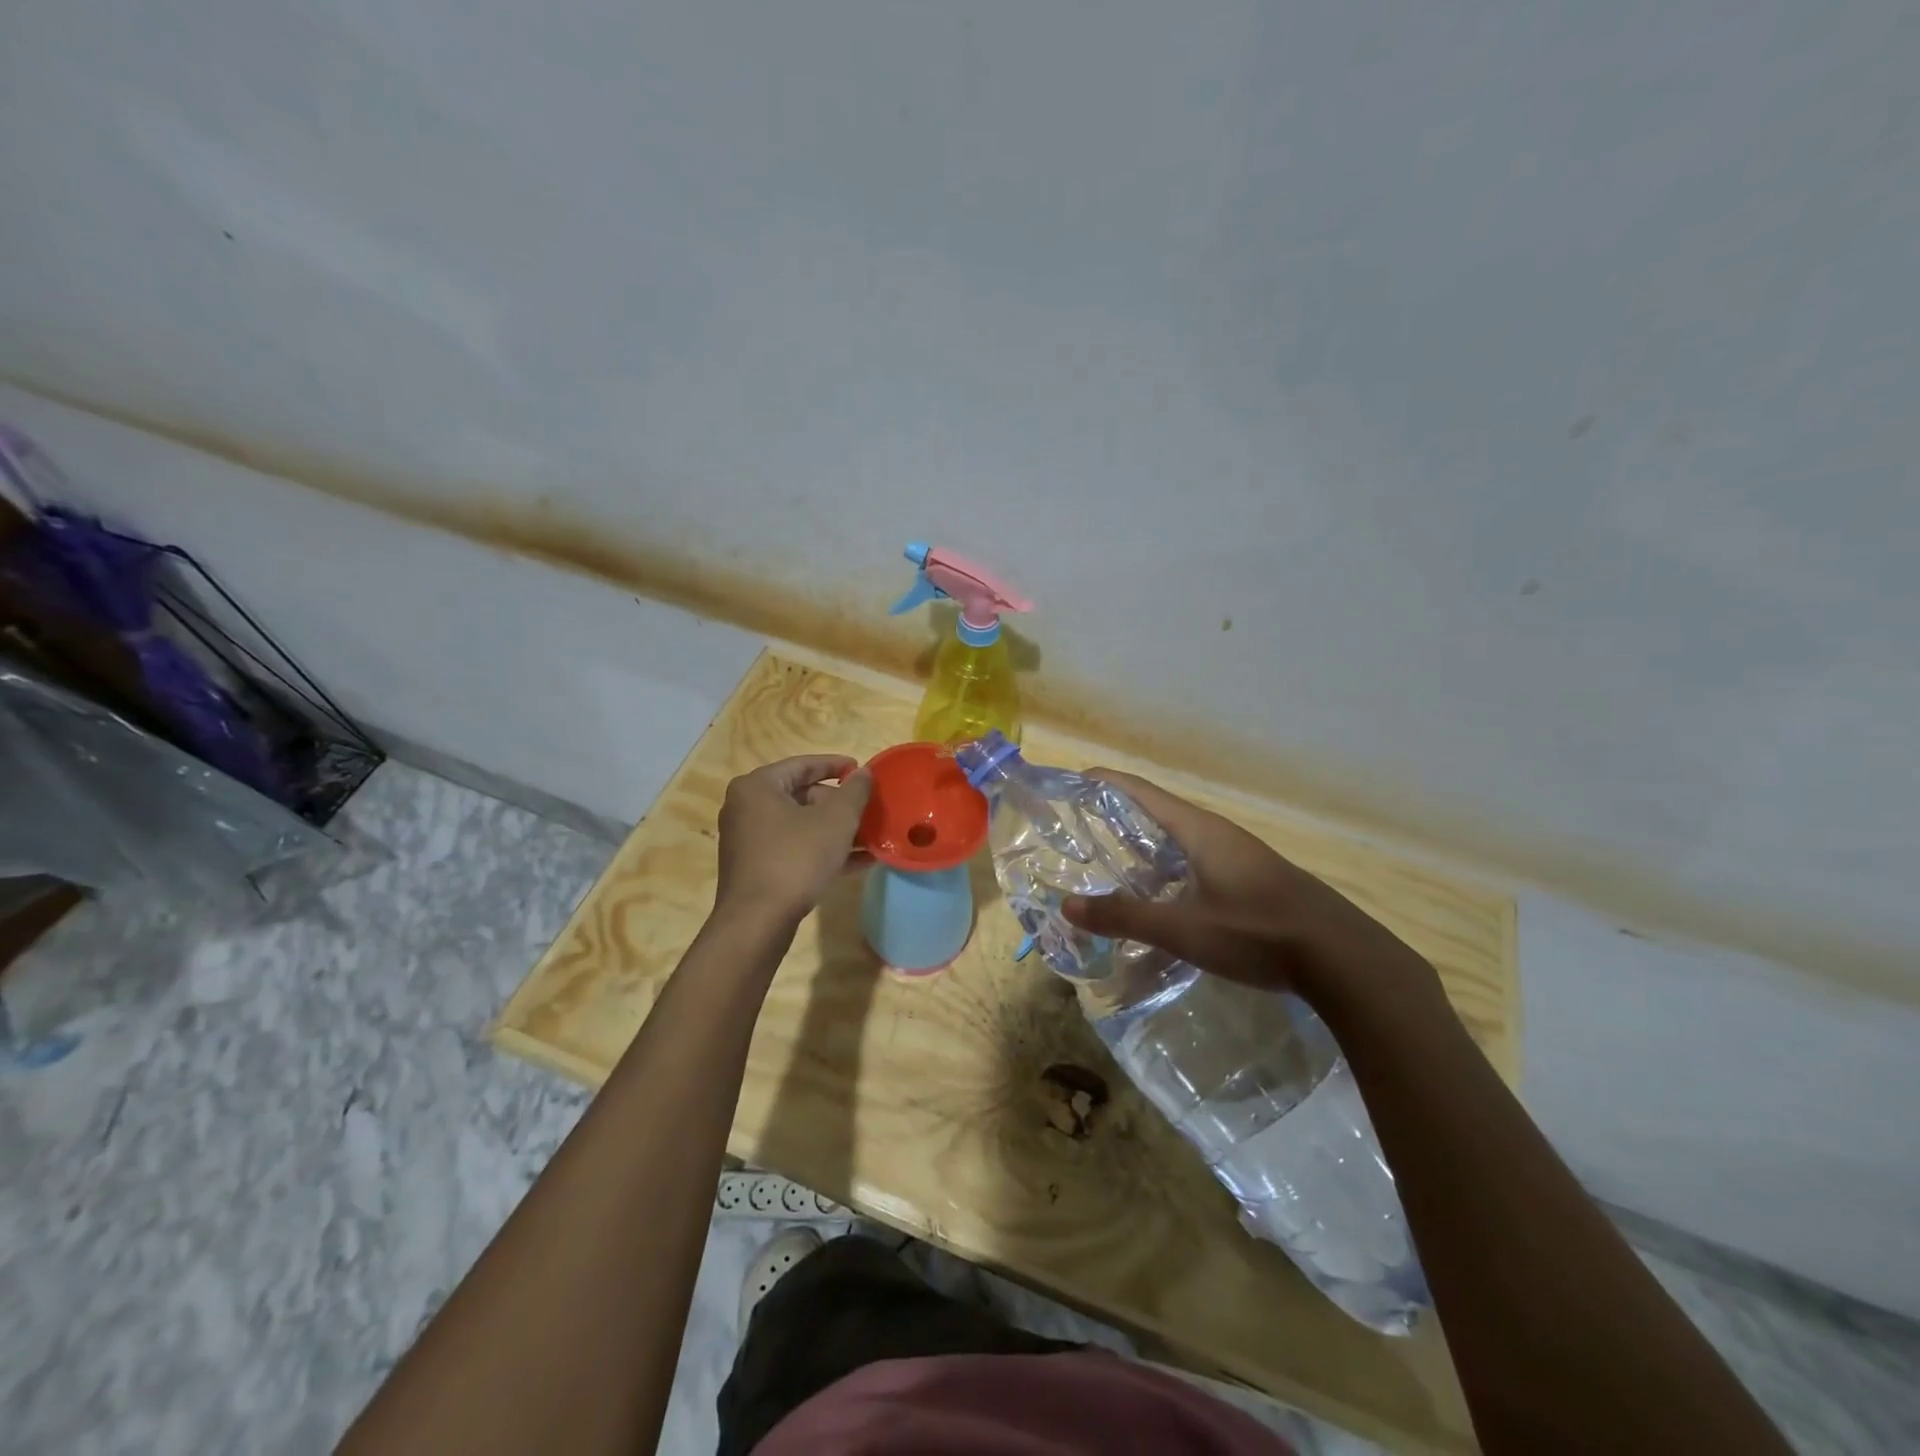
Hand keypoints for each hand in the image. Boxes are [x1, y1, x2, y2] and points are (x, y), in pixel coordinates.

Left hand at [715, 755, 872, 922]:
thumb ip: (854, 791)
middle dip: (838, 803)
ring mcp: (748, 840)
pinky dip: (821, 849)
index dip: (836, 765)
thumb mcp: (836, 821)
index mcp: (757, 787)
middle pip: (800, 795)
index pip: (802, 764)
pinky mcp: (755, 867)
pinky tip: (857, 861)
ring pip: (799, 825)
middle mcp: (746, 808)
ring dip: (835, 829)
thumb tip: (864, 773)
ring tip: (869, 835)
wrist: (758, 921)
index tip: (861, 769)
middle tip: (867, 809)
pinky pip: (794, 848)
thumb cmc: (796, 859)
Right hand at [1063, 769, 1448, 1020]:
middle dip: (1116, 817)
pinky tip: (1158, 897)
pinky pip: (1195, 862)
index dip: (1104, 783)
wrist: (1341, 958)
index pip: (1140, 791)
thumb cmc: (1256, 931)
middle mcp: (1216, 833)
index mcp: (1198, 829)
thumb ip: (1125, 916)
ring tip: (1108, 865)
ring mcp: (1237, 856)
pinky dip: (1166, 869)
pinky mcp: (1250, 880)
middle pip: (1157, 812)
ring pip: (1177, 841)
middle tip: (1077, 831)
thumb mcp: (1183, 928)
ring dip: (1143, 847)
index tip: (1071, 782)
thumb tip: (1068, 906)